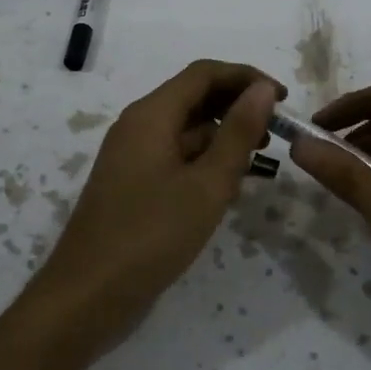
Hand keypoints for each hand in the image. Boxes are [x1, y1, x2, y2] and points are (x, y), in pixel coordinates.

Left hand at [33, 60, 280, 351]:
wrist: (86, 295)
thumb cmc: (151, 235)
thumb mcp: (207, 184)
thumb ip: (238, 133)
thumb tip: (263, 89)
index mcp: (151, 115)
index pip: (204, 74)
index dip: (246, 78)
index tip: (283, 98)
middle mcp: (138, 125)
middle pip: (194, 97)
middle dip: (237, 106)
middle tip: (276, 133)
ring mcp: (132, 156)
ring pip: (186, 129)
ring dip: (223, 136)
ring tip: (260, 160)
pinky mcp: (133, 183)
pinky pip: (175, 155)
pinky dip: (204, 160)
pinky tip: (228, 186)